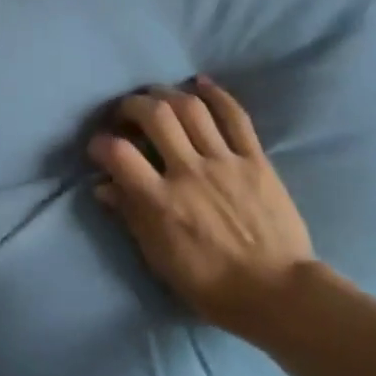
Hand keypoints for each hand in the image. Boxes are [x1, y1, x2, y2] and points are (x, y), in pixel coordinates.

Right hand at [88, 77, 321, 342]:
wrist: (277, 293)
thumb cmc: (211, 285)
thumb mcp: (160, 259)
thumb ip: (131, 216)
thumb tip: (103, 186)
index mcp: (161, 202)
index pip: (119, 154)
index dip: (100, 143)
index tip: (98, 146)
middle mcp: (189, 172)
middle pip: (155, 115)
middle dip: (132, 105)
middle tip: (126, 113)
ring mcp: (225, 162)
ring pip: (191, 107)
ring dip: (167, 93)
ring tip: (156, 96)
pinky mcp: (255, 159)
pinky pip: (235, 116)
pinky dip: (216, 94)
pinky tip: (200, 83)